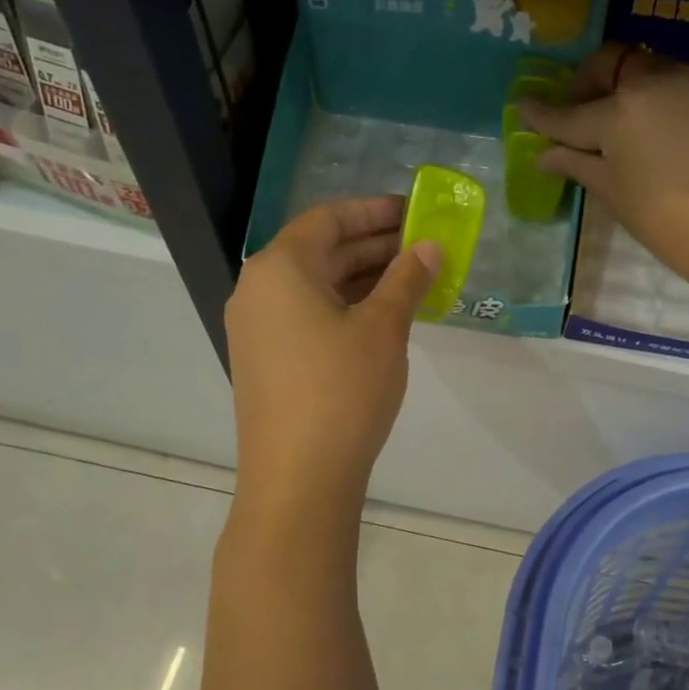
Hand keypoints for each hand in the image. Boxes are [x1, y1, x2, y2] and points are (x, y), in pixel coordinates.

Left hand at [226, 197, 437, 507]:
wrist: (298, 477)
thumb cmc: (342, 391)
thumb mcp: (384, 329)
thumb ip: (407, 279)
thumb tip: (430, 247)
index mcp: (280, 268)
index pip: (328, 219)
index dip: (374, 211)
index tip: (414, 211)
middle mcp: (259, 289)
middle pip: (320, 250)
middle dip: (373, 244)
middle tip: (423, 245)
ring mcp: (258, 328)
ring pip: (316, 285)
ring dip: (362, 277)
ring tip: (413, 278)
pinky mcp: (267, 360)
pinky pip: (308, 315)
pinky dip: (346, 306)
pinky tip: (383, 315)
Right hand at [520, 43, 688, 300]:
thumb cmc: (671, 224)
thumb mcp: (616, 194)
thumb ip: (578, 164)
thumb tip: (544, 154)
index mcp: (619, 111)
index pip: (569, 112)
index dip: (542, 113)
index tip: (522, 105)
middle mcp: (651, 81)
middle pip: (608, 66)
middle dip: (584, 84)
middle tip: (575, 117)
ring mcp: (687, 81)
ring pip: (640, 68)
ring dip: (617, 87)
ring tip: (610, 127)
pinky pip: (666, 82)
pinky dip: (645, 95)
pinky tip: (643, 129)